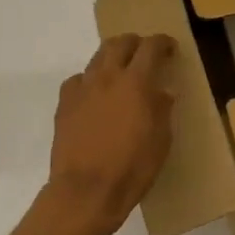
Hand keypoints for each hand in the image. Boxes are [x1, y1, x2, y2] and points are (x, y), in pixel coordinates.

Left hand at [38, 33, 175, 234]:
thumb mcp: (160, 141)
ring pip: (97, 57)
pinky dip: (91, 80)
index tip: (170, 47)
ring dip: (113, 58)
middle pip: (120, 43)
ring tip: (121, 72)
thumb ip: (162, 109)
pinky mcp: (64, 103)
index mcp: (136, 82)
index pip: (151, 47)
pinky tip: (95, 95)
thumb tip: (163, 92)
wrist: (85, 191)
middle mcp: (107, 76)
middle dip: (135, 43)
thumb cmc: (131, 169)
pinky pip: (78, 79)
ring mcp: (82, 88)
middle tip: (145, 54)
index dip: (163, 42)